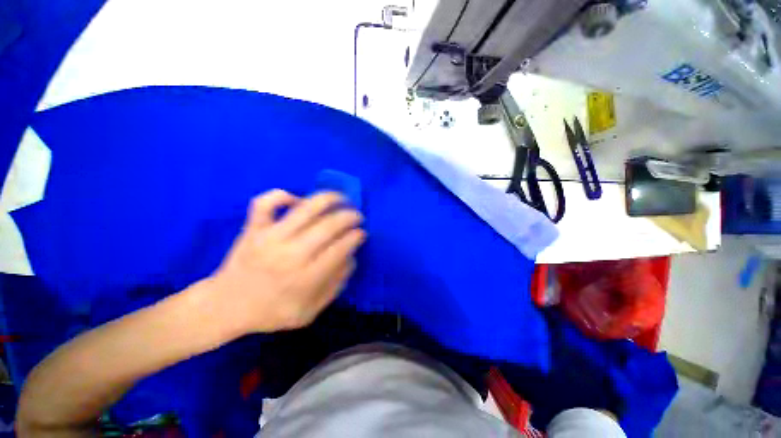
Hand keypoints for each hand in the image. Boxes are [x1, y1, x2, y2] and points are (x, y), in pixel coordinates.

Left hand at [205, 189, 365, 334]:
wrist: (225, 307)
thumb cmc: (271, 312)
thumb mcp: (309, 311)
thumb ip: (335, 285)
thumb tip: (350, 257)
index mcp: (305, 279)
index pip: (340, 249)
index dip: (356, 237)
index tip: (362, 233)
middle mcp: (290, 254)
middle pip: (328, 226)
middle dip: (349, 217)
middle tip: (357, 216)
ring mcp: (269, 238)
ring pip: (305, 208)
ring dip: (329, 199)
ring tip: (340, 198)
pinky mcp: (253, 229)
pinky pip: (266, 202)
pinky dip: (283, 195)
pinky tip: (296, 200)